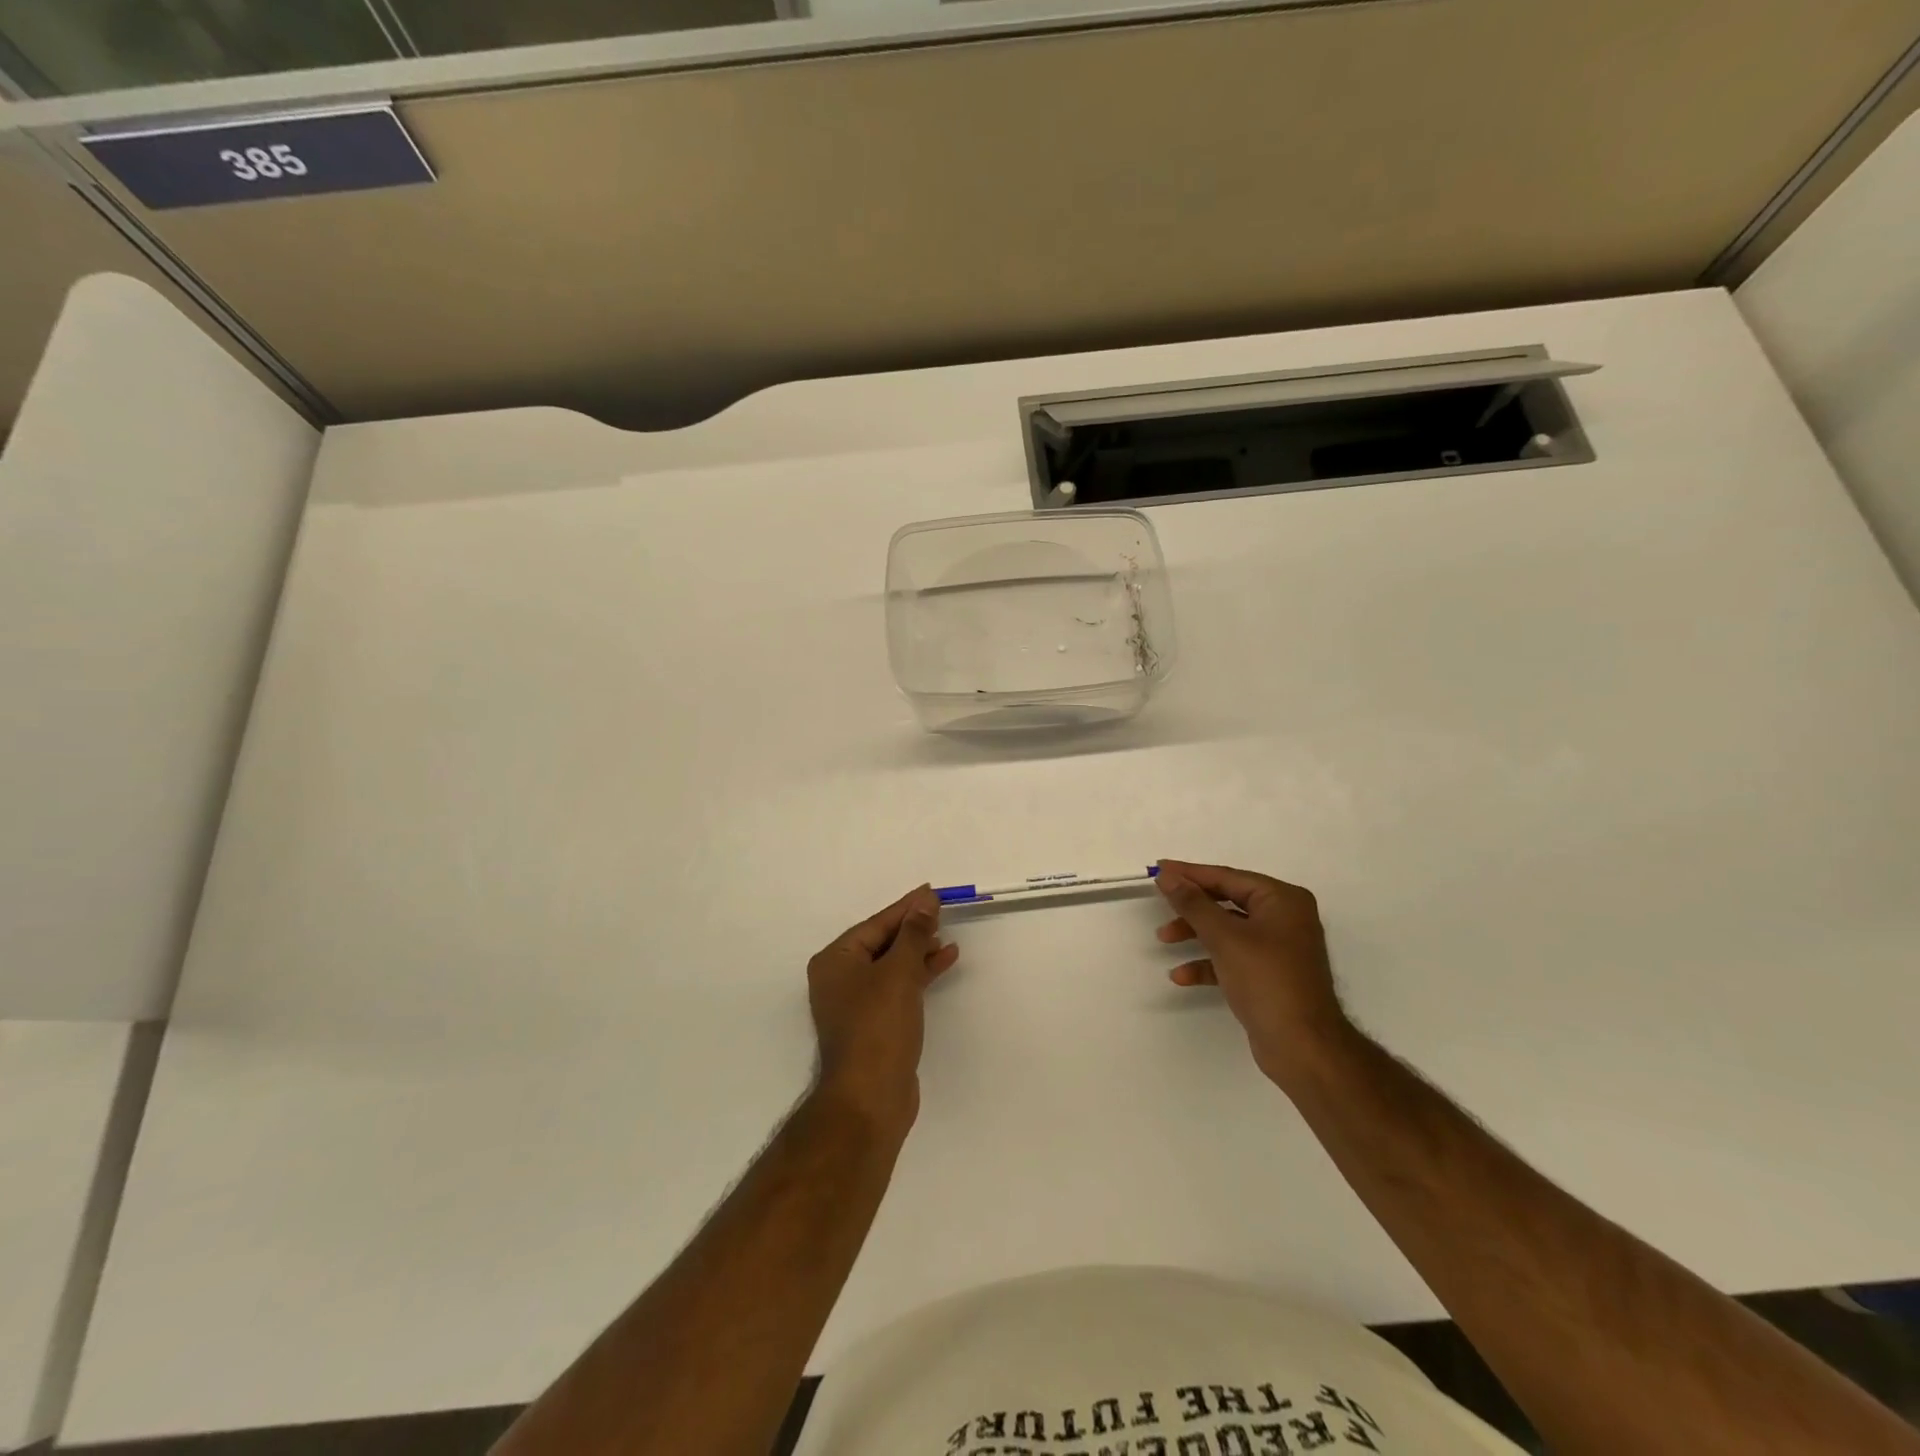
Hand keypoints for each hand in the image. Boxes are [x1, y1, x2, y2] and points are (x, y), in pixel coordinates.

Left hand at [807, 886, 959, 1136]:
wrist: (870, 1098)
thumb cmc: (878, 1026)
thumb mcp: (898, 972)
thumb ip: (914, 933)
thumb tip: (926, 900)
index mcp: (836, 960)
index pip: (876, 924)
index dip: (906, 908)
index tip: (932, 892)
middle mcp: (840, 978)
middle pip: (882, 943)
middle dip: (913, 929)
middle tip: (943, 911)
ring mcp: (857, 1003)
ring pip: (892, 966)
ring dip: (919, 951)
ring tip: (948, 938)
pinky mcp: (875, 1024)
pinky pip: (898, 987)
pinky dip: (919, 974)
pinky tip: (943, 962)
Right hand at [1155, 860, 1348, 1082]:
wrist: (1302, 1047)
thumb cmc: (1266, 981)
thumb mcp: (1224, 937)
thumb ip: (1193, 903)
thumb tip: (1167, 875)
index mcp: (1282, 900)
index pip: (1228, 877)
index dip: (1190, 873)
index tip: (1158, 868)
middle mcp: (1284, 918)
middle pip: (1227, 902)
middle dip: (1192, 907)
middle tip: (1159, 904)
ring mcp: (1278, 948)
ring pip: (1227, 930)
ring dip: (1195, 933)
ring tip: (1164, 939)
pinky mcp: (1270, 975)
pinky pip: (1233, 957)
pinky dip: (1208, 962)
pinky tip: (1182, 976)